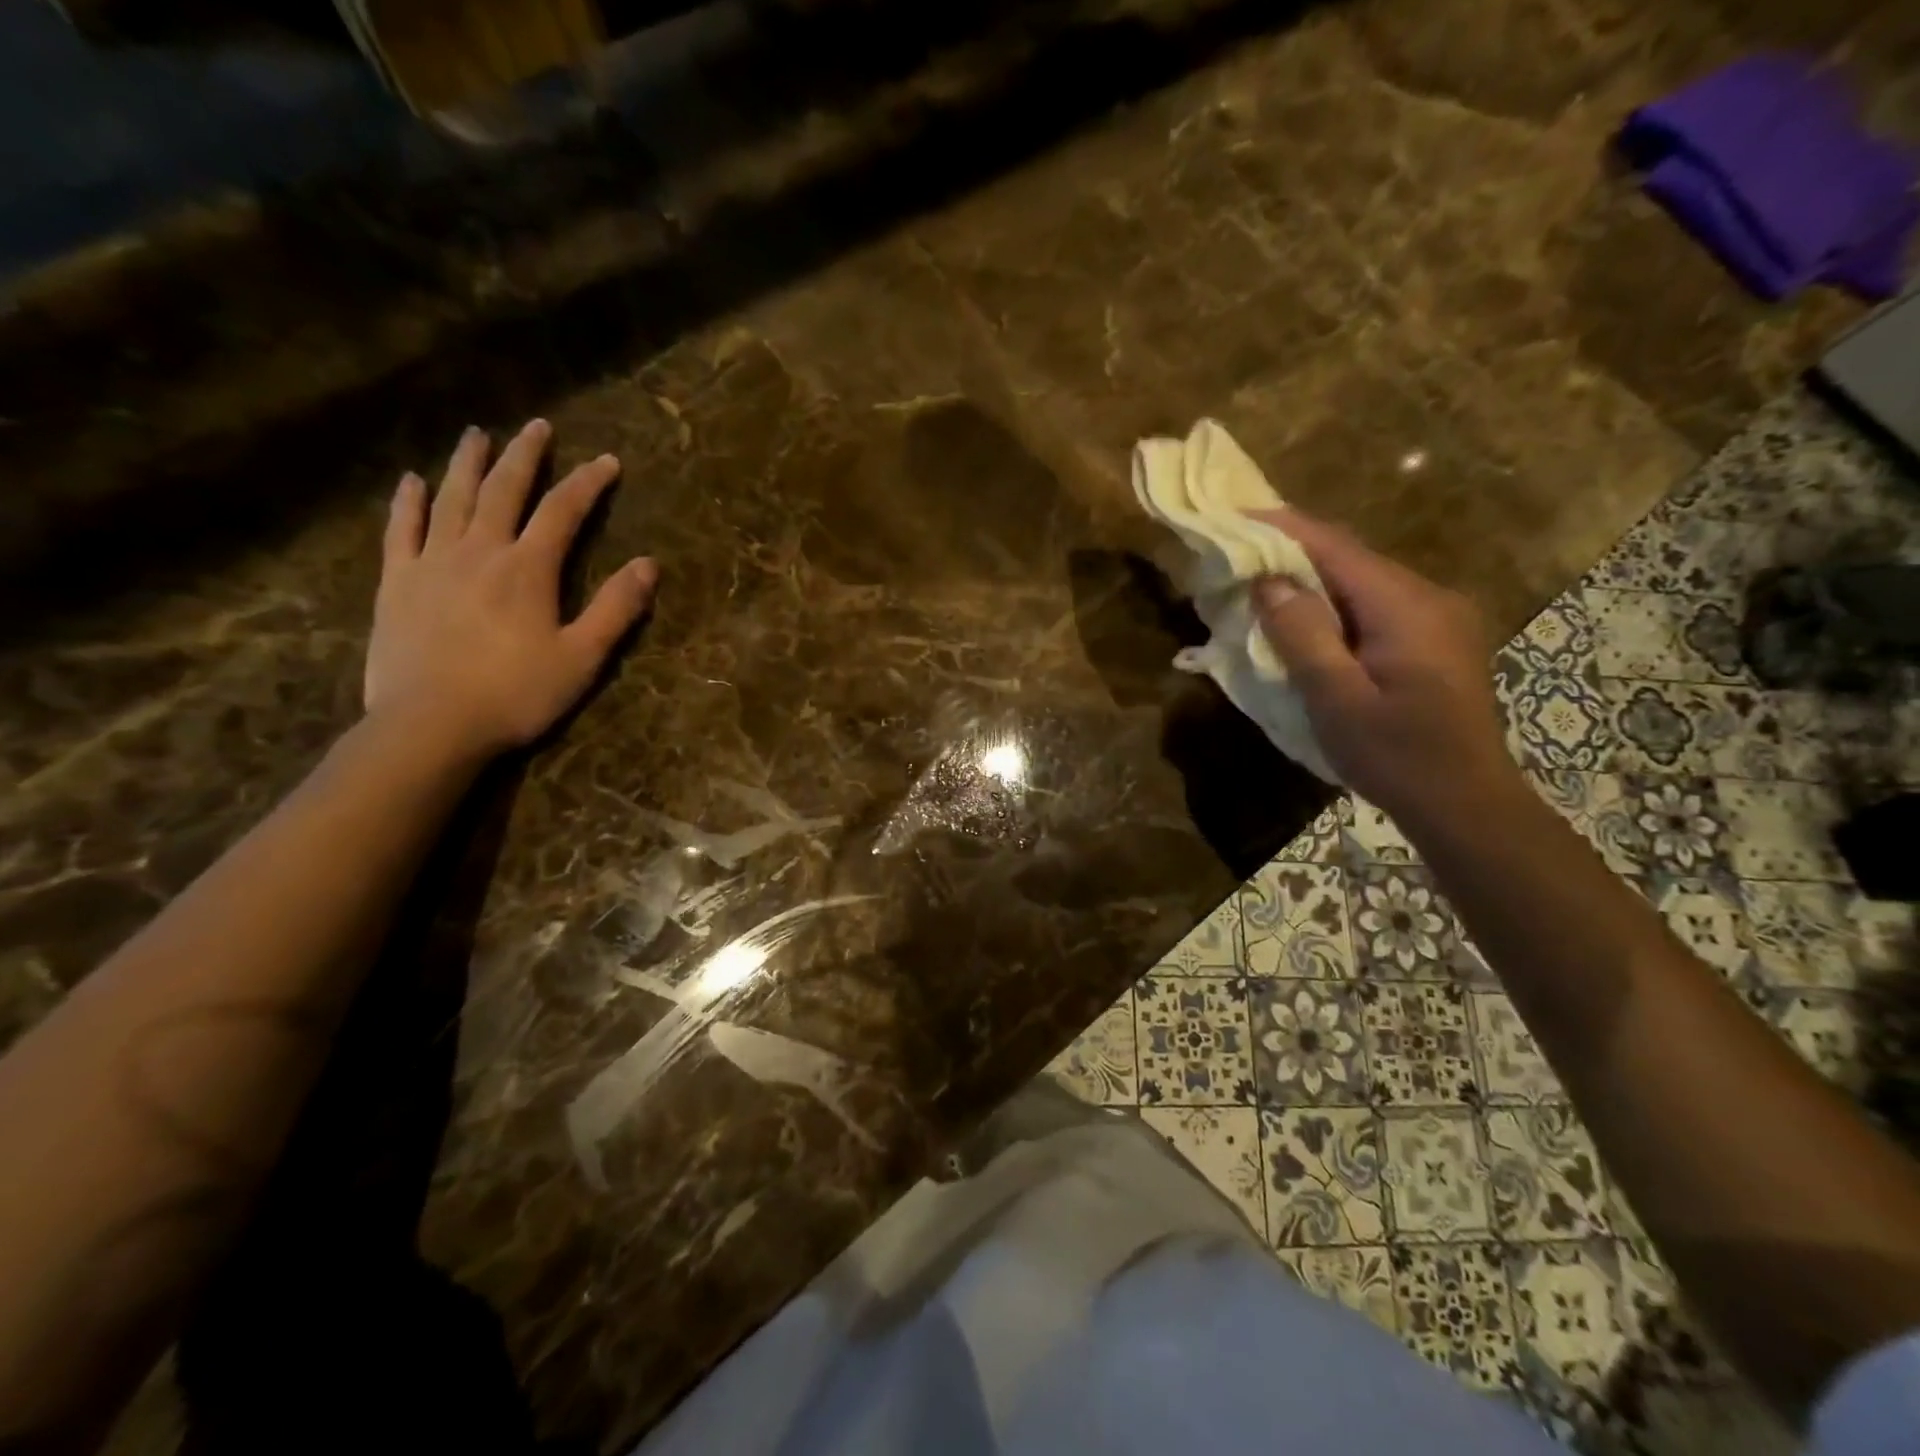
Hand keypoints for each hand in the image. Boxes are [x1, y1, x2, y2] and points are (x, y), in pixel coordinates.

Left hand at [364, 419, 657, 760]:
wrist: (430, 725)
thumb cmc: (516, 693)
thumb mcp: (582, 657)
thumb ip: (616, 608)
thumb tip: (648, 565)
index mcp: (528, 568)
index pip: (563, 511)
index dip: (588, 483)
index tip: (608, 461)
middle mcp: (479, 551)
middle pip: (504, 490)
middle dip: (525, 456)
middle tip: (537, 426)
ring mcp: (432, 563)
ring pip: (451, 499)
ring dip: (467, 463)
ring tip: (477, 435)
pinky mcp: (396, 583)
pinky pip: (401, 530)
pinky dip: (408, 501)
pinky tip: (411, 481)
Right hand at [1248, 508, 1517, 828]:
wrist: (1467, 806)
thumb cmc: (1397, 756)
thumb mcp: (1337, 699)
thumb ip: (1303, 635)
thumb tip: (1269, 580)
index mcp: (1407, 606)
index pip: (1337, 548)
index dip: (1284, 528)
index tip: (1236, 516)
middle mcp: (1429, 598)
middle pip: (1351, 561)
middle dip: (1293, 554)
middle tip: (1239, 558)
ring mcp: (1439, 619)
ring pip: (1362, 584)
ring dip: (1312, 584)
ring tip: (1261, 590)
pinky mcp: (1436, 642)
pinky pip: (1375, 608)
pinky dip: (1334, 608)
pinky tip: (1307, 625)